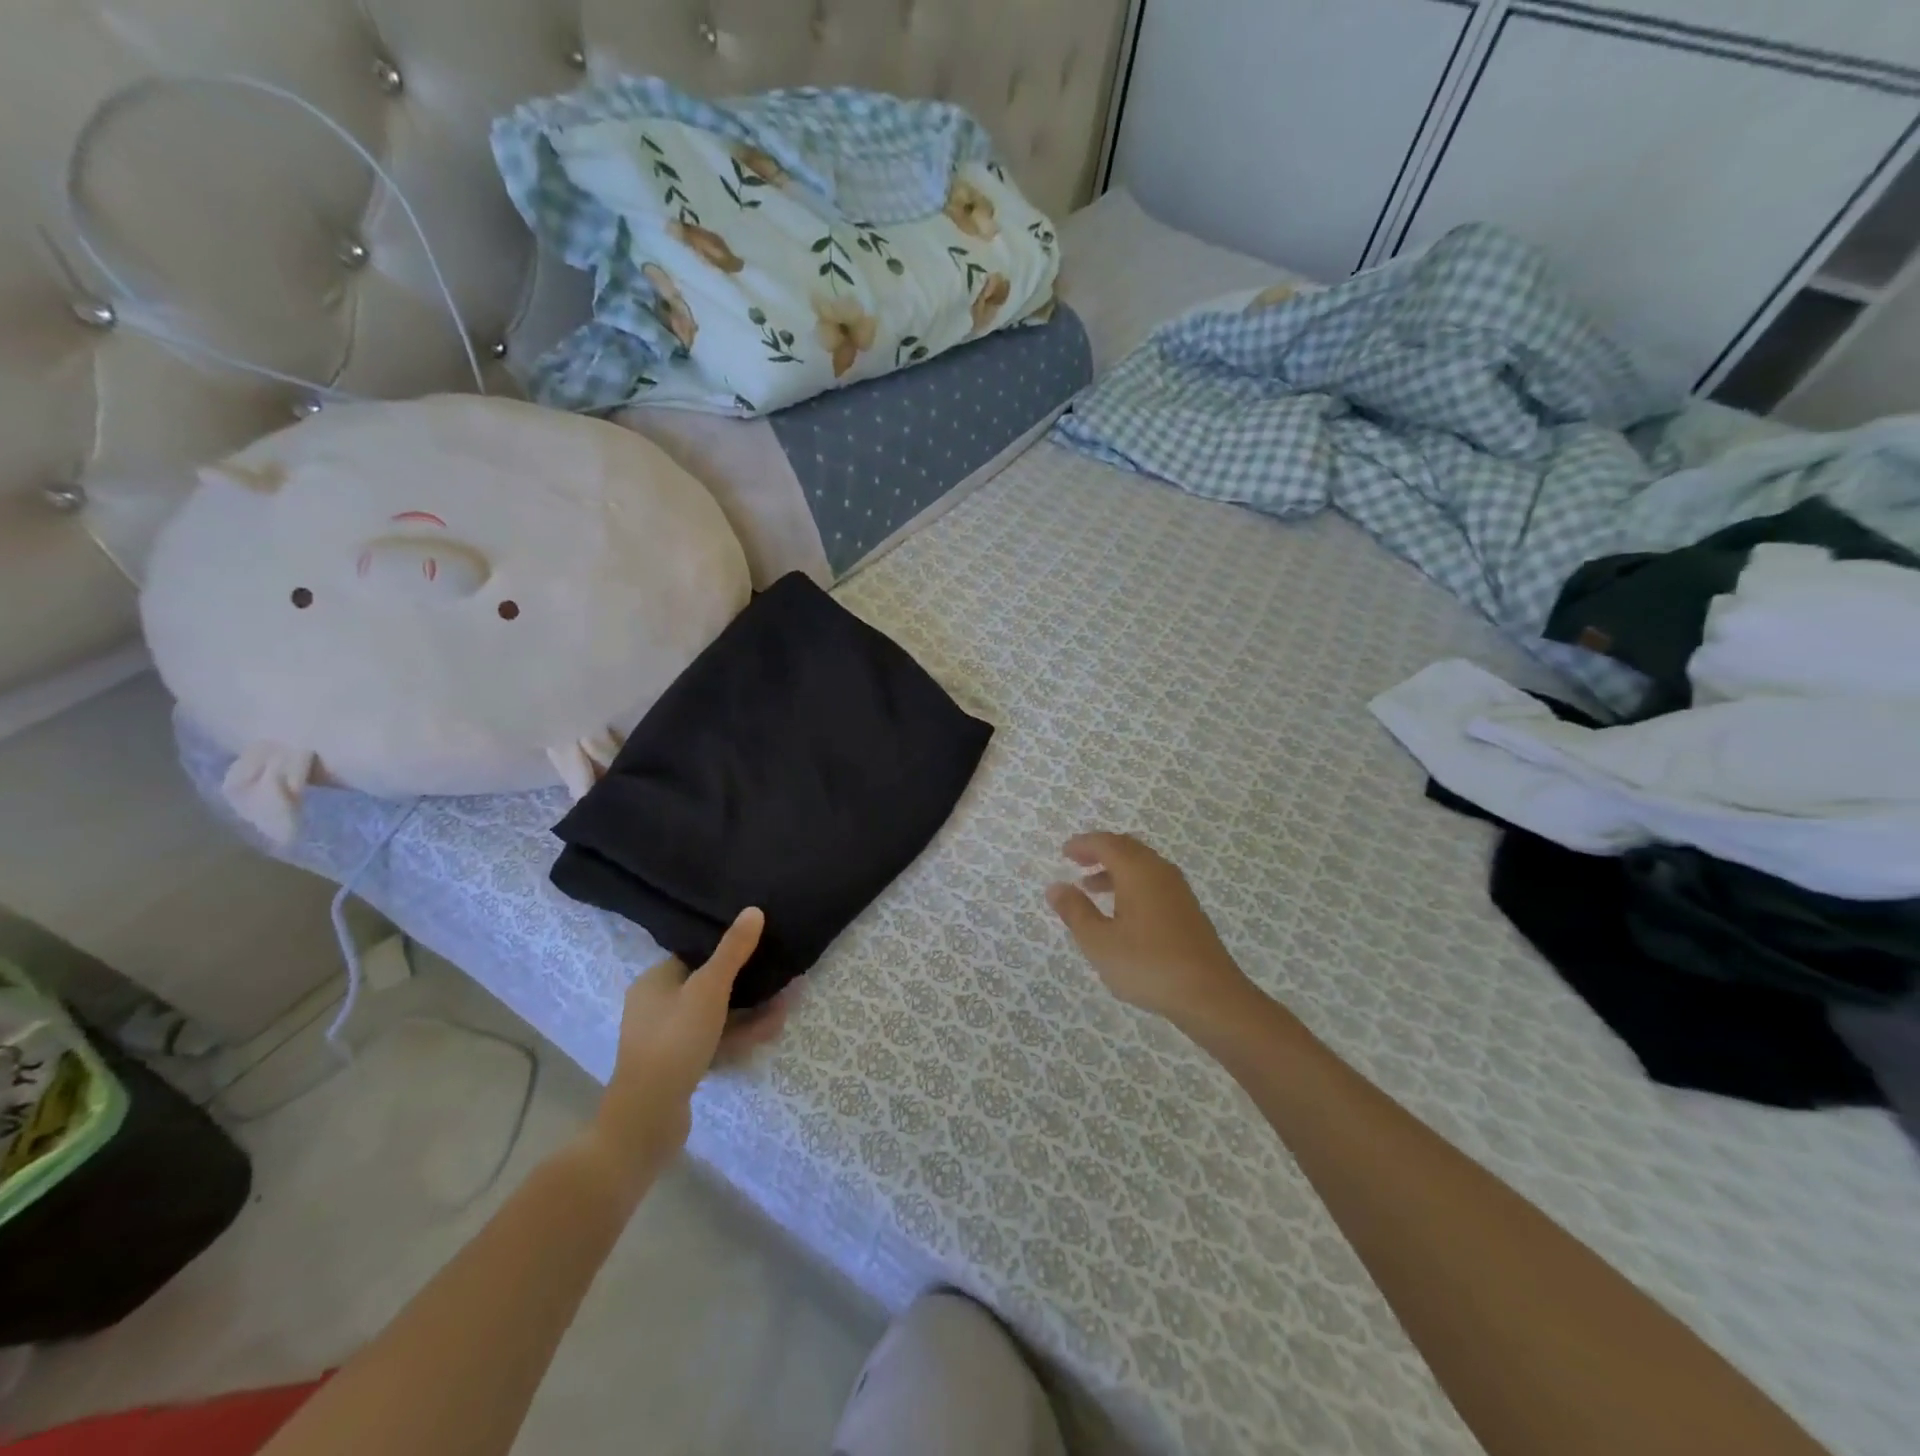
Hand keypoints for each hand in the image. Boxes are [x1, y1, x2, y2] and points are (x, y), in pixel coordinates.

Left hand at [591, 908, 789, 1194]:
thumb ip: (732, 951)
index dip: (727, 949)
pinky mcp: (680, 1066)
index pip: (694, 955)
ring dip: (751, 1010)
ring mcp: (668, 1039)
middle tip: (781, 978)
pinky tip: (771, 1029)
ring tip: (787, 1003)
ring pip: (717, 1015)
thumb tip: (754, 910)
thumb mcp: (709, 989)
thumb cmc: (675, 1041)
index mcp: (654, 982)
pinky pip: (716, 1040)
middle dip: (748, 983)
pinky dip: (741, 1034)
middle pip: (709, 985)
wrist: (647, 1119)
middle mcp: (656, 1007)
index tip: (760, 945)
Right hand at [1046, 832, 1257, 1032]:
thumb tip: (1056, 887)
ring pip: (1142, 865)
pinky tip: (1122, 911)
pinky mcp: (1188, 909)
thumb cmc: (1148, 965)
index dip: (1083, 844)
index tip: (1065, 852)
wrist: (1210, 995)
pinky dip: (1132, 883)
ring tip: (1092, 888)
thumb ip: (1075, 911)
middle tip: (1077, 862)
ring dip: (1115, 869)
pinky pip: (1153, 881)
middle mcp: (1160, 871)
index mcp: (1137, 871)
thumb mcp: (1099, 942)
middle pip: (1127, 848)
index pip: (1106, 843)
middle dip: (1100, 851)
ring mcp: (1178, 890)